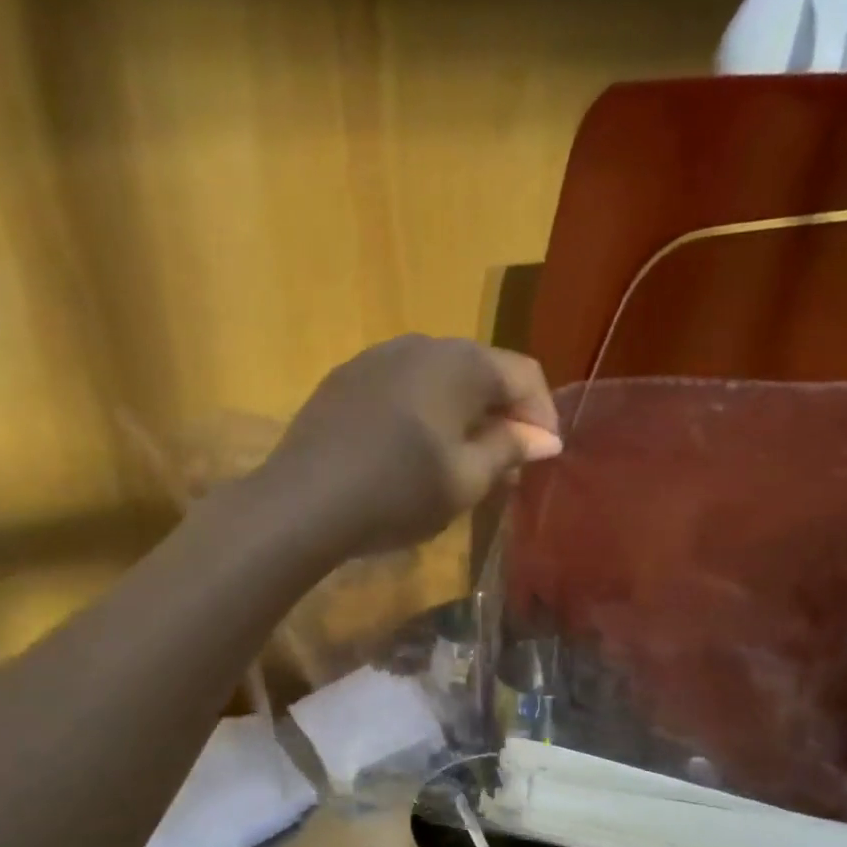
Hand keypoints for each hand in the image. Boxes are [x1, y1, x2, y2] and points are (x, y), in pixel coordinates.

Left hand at [259, 334, 561, 560]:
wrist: (303, 502)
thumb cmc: (398, 491)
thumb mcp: (467, 480)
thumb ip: (510, 450)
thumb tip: (543, 437)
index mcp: (461, 362)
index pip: (524, 375)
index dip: (543, 415)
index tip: (544, 457)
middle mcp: (421, 344)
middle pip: (481, 373)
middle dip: (502, 416)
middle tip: (506, 466)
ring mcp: (377, 357)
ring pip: (440, 380)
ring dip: (462, 416)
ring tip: (461, 461)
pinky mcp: (345, 379)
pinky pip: (402, 388)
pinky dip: (423, 414)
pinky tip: (412, 452)